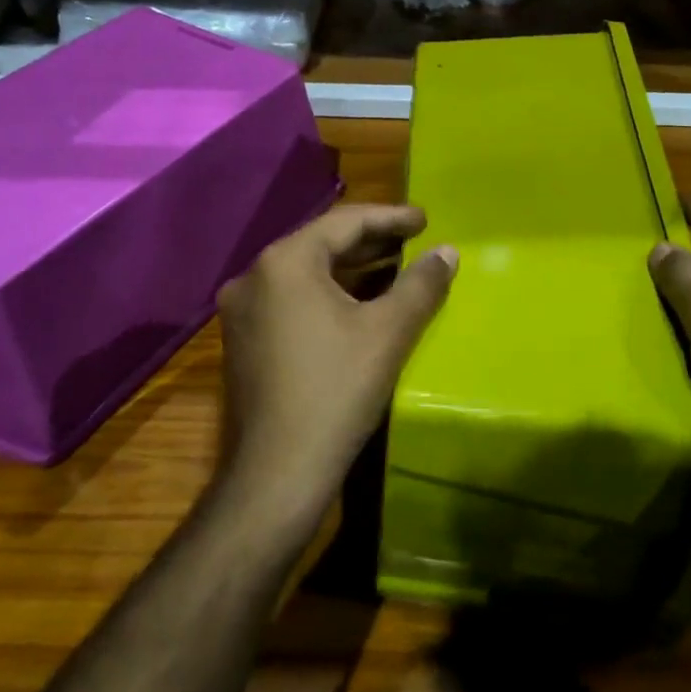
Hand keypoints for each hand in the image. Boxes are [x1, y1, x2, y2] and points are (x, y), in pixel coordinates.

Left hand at [217, 204, 456, 515]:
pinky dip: (329, 293)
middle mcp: (254, 276)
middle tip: (414, 240)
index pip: (345, 222)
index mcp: (284, 262)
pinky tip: (360, 303)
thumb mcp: (388, 332)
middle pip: (322, 244)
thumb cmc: (335, 391)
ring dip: (351, 268)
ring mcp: (242, 311)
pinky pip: (292, 299)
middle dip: (371, 241)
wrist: (277, 474)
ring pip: (306, 273)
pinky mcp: (244, 341)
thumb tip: (448, 252)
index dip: (390, 218)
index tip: (425, 219)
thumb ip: (421, 284)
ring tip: (396, 267)